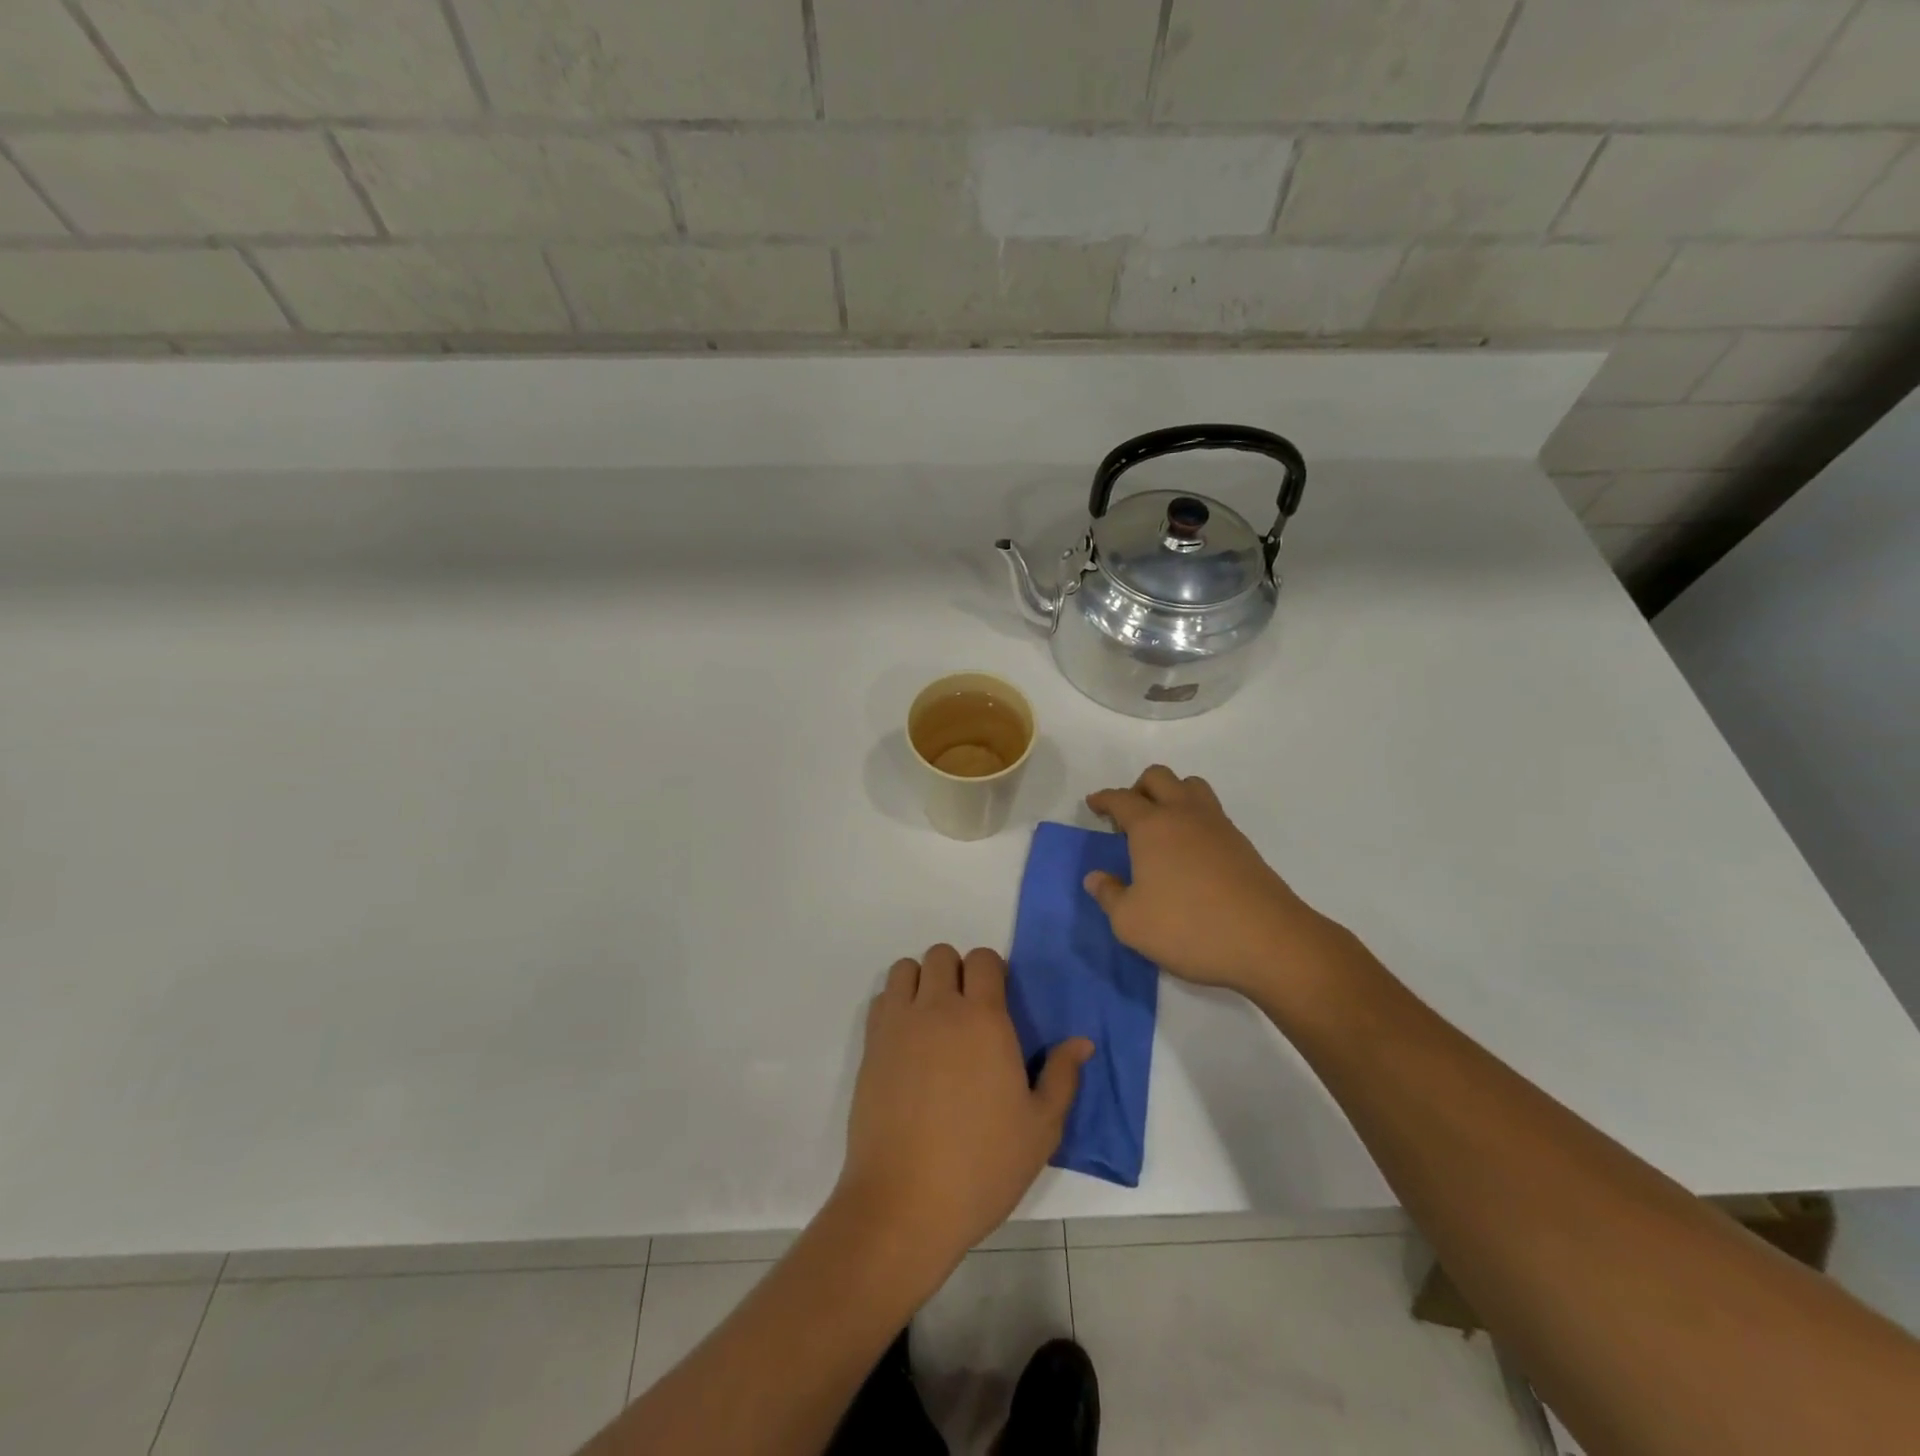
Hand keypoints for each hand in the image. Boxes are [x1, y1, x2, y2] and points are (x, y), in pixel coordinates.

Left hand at [836, 945, 1091, 1276]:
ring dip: (922, 981)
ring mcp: (899, 1024)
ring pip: (907, 969)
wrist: (904, 1202)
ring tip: (933, 1020)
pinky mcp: (871, 1045)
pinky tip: (907, 1042)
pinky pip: (882, 998)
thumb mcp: (1040, 1129)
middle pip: (942, 954)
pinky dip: (896, 1004)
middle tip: (967, 1011)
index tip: (998, 1001)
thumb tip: (1082, 1042)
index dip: (992, 971)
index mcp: (984, 1020)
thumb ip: (1062, 1077)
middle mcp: (939, 1008)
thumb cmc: (982, 1166)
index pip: (984, 960)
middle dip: (957, 971)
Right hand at [1085, 765, 1334, 995]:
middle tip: (1127, 816)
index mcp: (1152, 826)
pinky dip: (1193, 818)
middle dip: (1138, 788)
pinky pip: (1211, 812)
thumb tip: (1095, 877)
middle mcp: (1184, 815)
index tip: (1094, 804)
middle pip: (1159, 778)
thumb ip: (1109, 895)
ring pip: (1191, 787)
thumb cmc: (1188, 928)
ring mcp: (1218, 826)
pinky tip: (1189, 851)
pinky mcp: (1242, 845)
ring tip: (1161, 826)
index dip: (1104, 799)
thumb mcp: (1131, 922)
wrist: (1268, 941)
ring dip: (1171, 795)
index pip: (1121, 799)